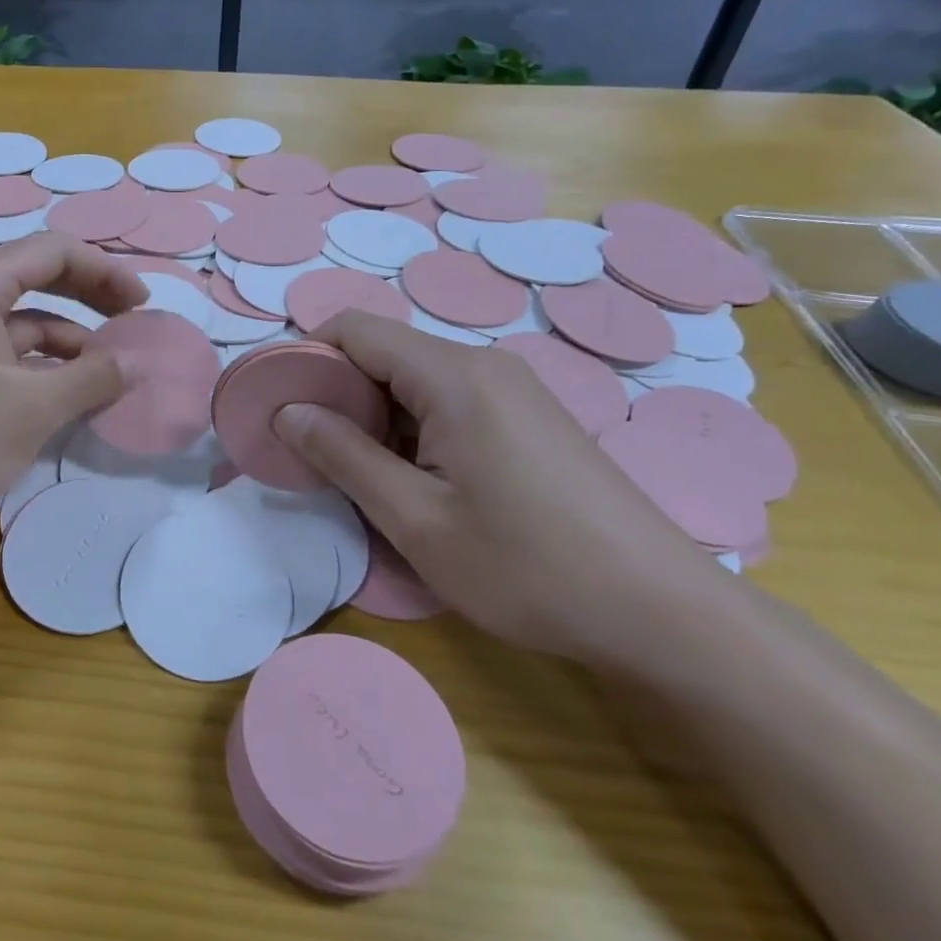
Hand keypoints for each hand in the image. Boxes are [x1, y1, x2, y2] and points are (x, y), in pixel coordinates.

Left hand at [0, 233, 146, 550]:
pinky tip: (61, 396)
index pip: (54, 251)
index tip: (144, 304)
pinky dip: (35, 366)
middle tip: (132, 322)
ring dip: (65, 340)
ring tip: (105, 372)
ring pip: (17, 320)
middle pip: (35, 277)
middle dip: (88, 297)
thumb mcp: (32, 409)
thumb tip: (138, 363)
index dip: (106, 271)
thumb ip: (93, 378)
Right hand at [274, 312, 711, 663]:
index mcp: (453, 376)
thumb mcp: (416, 519)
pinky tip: (417, 479)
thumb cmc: (527, 567)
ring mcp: (513, 389)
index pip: (354, 328)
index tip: (279, 406)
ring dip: (374, 414)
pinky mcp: (530, 417)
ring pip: (415, 377)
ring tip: (361, 473)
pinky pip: (449, 399)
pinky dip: (412, 426)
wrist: (662, 612)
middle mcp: (483, 365)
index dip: (306, 357)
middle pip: (384, 350)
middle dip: (337, 390)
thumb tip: (287, 411)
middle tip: (313, 451)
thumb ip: (344, 456)